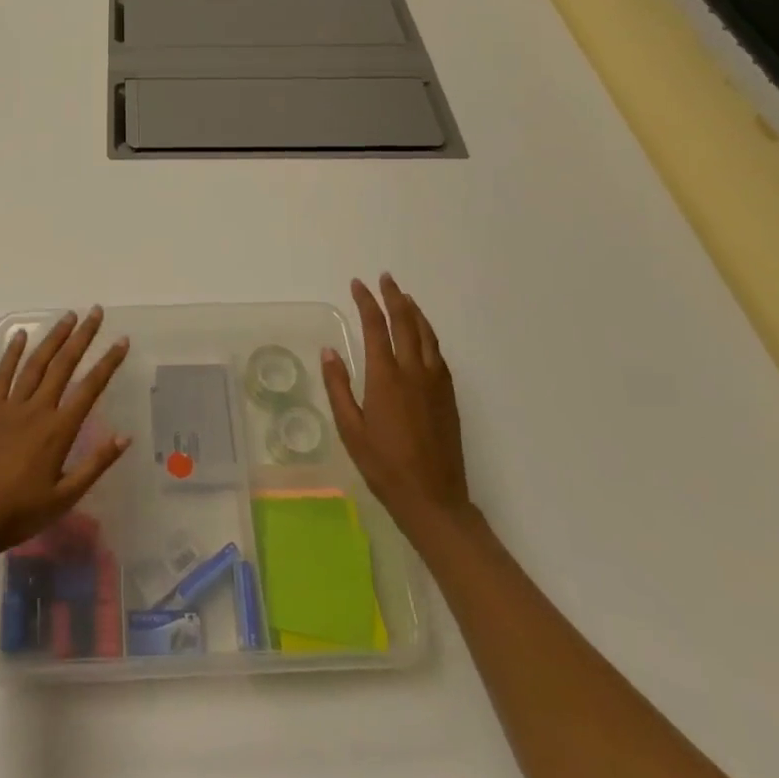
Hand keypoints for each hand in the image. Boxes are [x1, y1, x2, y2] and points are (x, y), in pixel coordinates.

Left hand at [0, 307, 131, 550]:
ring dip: (54, 337)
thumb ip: (95, 464)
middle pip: (64, 365)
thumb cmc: (20, 513)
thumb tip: (125, 437)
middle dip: (83, 336)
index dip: (108, 362)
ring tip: (68, 316)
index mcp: (58, 430)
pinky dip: (12, 353)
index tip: (121, 340)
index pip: (90, 388)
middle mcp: (37, 410)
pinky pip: (2, 375)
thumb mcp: (65, 498)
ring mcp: (10, 406)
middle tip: (96, 312)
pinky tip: (20, 335)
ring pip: (36, 363)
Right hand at [321, 274, 472, 533]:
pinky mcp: (448, 396)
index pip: (376, 327)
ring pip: (427, 334)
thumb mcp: (350, 429)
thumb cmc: (383, 465)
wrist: (433, 498)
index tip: (358, 284)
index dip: (366, 302)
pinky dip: (428, 334)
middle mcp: (413, 372)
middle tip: (385, 278)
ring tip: (404, 297)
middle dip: (393, 297)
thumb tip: (330, 351)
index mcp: (386, 377)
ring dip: (414, 311)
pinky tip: (423, 335)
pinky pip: (438, 353)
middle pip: (405, 322)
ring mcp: (435, 383)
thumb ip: (338, 386)